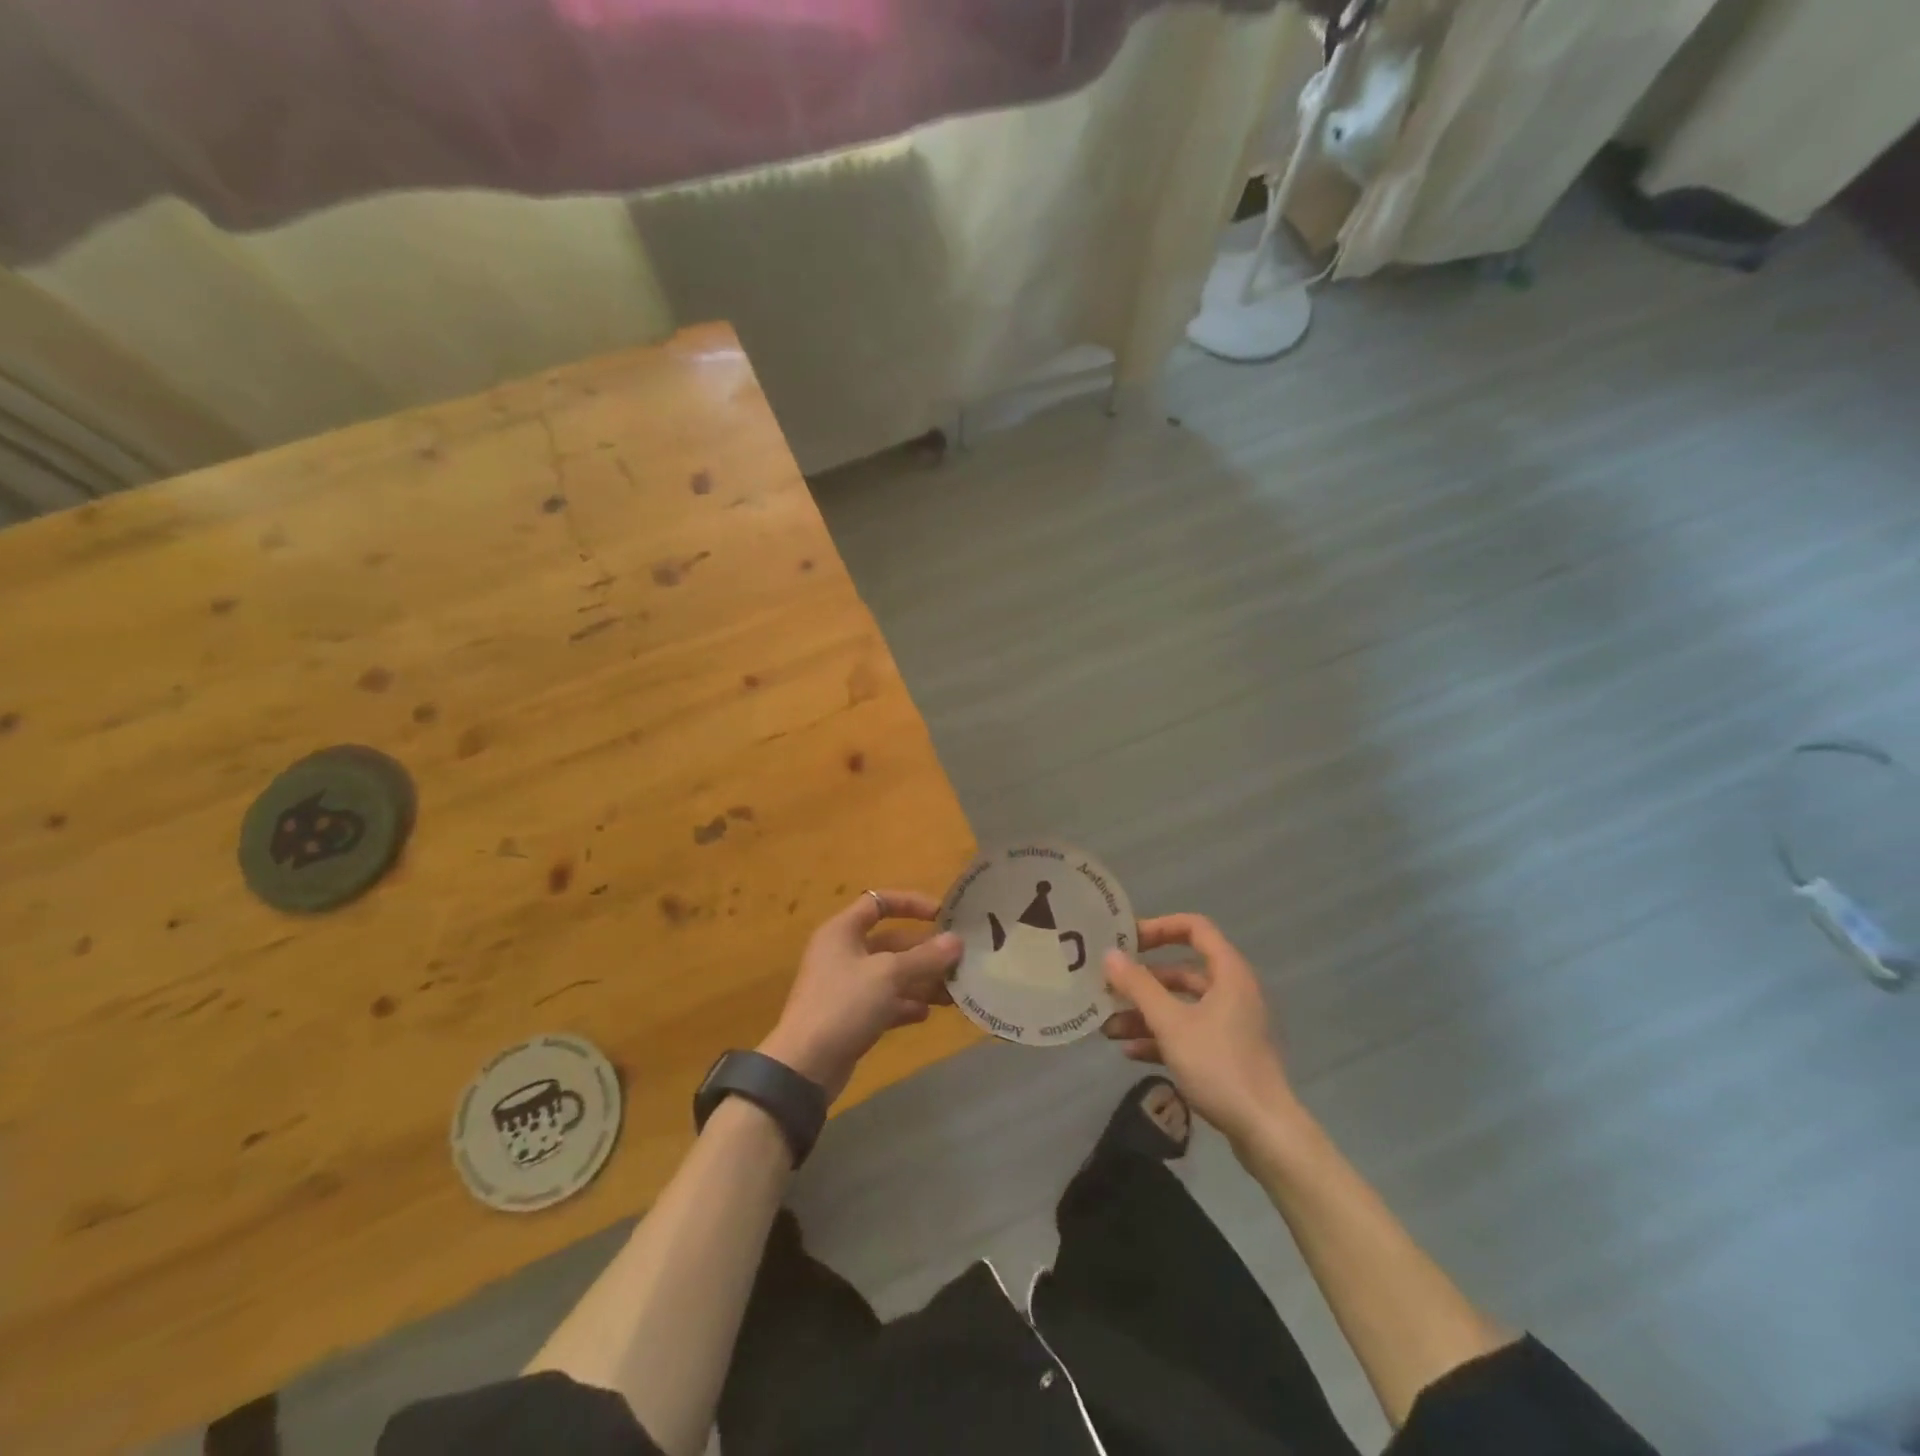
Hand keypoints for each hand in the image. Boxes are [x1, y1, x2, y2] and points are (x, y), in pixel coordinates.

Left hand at [759, 890, 960, 1101]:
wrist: (805, 1067)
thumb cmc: (844, 1005)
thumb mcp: (888, 975)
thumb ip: (925, 957)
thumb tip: (957, 941)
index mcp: (843, 931)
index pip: (879, 902)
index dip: (911, 904)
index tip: (943, 916)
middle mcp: (843, 952)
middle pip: (891, 942)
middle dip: (925, 951)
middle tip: (959, 962)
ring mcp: (846, 986)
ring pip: (891, 974)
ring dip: (921, 980)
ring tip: (953, 992)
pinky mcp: (851, 1016)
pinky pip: (885, 1002)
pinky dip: (906, 1005)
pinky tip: (927, 1014)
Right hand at [1102, 914, 1296, 1146]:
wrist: (1265, 1132)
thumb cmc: (1219, 1065)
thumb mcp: (1171, 1023)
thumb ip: (1138, 987)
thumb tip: (1109, 955)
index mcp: (1228, 973)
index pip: (1194, 928)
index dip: (1159, 927)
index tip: (1126, 940)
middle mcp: (1230, 992)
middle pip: (1181, 970)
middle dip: (1142, 980)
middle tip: (1108, 985)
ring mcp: (1228, 1024)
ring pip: (1179, 1005)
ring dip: (1144, 1013)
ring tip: (1107, 1026)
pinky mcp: (1224, 1054)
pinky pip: (1185, 1033)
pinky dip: (1158, 1037)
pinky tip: (1128, 1051)